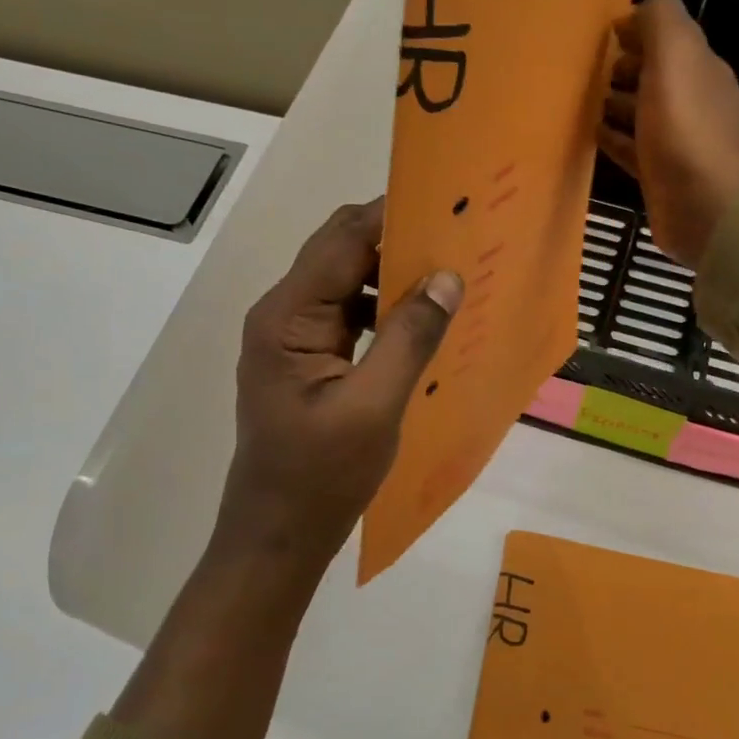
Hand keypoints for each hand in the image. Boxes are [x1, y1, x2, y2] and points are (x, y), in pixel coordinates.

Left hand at [113, 200, 460, 738]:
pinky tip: (424, 319)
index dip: (394, 216)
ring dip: (395, 276)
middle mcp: (284, 314)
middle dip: (398, 241)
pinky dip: (385, 309)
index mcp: (288, 317)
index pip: (343, 240)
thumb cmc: (321, 477)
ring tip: (452, 275)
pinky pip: (350, 316)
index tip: (449, 203)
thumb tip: (448, 277)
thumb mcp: (374, 407)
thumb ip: (411, 337)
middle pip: (342, 253)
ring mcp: (293, 338)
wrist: (278, 536)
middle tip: (460, 238)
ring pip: (348, 283)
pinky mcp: (307, 360)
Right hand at [598, 0, 738, 266]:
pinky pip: (632, 149)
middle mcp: (691, 100)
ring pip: (641, 112)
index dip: (637, 30)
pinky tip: (592, 136)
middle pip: (654, 74)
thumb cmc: (686, 129)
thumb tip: (638, 10)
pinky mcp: (660, 175)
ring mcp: (676, 141)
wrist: (706, 207)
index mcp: (698, 67)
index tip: (602, 34)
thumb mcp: (674, 57)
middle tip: (587, 69)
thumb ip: (660, 22)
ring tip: (581, 99)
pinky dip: (613, 139)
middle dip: (624, 66)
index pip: (667, 37)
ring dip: (615, 102)